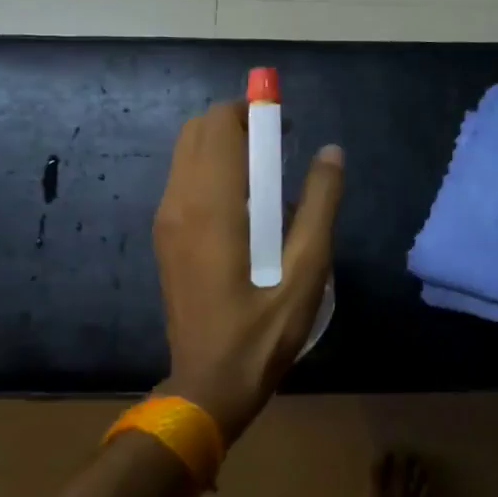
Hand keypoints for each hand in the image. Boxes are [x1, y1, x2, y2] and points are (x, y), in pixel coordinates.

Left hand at [153, 101, 343, 442]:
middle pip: (198, 130)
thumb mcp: (307, 269)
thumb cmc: (263, 331)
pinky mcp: (166, 238)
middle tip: (280, 153)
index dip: (254, 112)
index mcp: (211, 204)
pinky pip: (185, 182)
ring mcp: (166, 220)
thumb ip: (321, 203)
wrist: (209, 384)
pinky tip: (247, 212)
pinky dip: (213, 173)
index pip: (219, 124)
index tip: (287, 130)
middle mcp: (178, 202)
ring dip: (225, 149)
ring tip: (268, 183)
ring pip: (188, 154)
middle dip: (239, 126)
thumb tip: (331, 151)